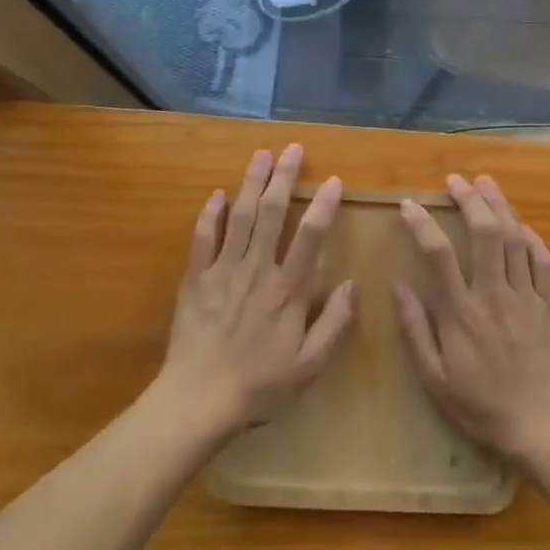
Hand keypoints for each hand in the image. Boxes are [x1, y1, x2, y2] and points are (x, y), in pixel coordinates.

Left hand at [156, 144, 354, 437]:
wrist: (199, 400)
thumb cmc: (260, 386)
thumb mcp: (310, 365)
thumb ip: (335, 323)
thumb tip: (353, 284)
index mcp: (288, 290)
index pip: (310, 236)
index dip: (323, 205)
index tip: (333, 181)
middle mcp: (258, 270)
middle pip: (271, 213)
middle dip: (283, 177)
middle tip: (292, 149)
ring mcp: (223, 271)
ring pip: (239, 217)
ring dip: (250, 183)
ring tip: (260, 155)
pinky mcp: (196, 280)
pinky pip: (204, 238)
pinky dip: (210, 214)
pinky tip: (216, 194)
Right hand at [393, 174, 549, 462]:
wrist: (542, 428)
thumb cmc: (480, 407)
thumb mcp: (434, 379)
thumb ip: (416, 330)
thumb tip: (397, 286)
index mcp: (461, 312)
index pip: (438, 253)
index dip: (422, 224)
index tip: (409, 205)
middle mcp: (494, 294)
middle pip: (484, 233)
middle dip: (469, 199)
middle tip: (456, 180)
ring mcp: (526, 297)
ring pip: (514, 239)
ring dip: (500, 206)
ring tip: (487, 183)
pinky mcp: (549, 306)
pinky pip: (543, 262)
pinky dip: (532, 239)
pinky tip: (522, 226)